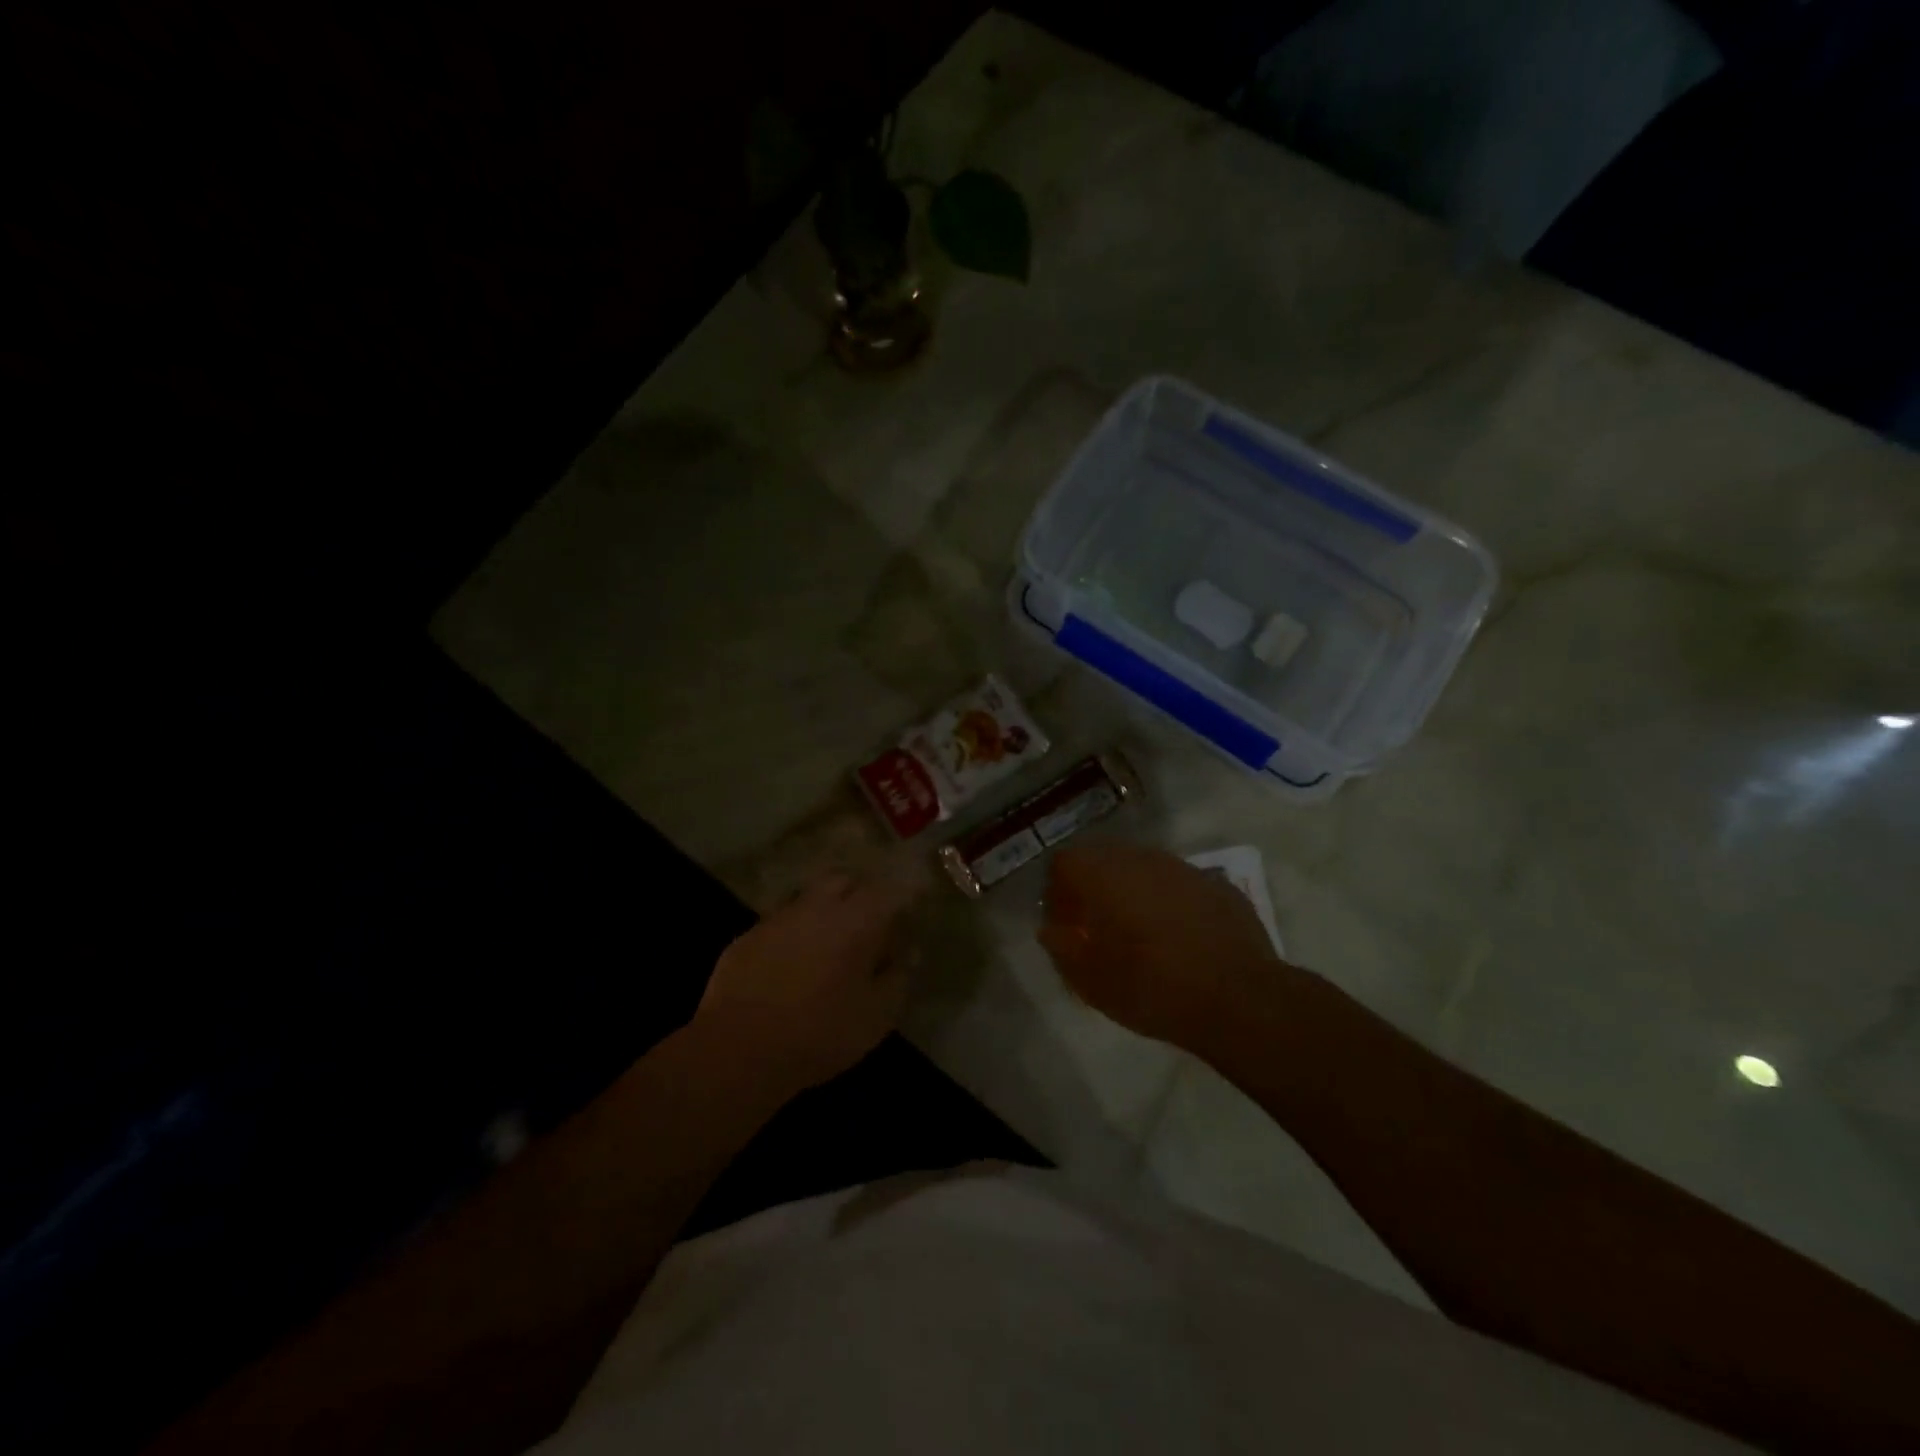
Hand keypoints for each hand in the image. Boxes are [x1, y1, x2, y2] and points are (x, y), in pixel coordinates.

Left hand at [694, 863, 925, 1099]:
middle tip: (870, 921)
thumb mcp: (877, 1016)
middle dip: (860, 892)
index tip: (911, 908)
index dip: (904, 895)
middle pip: (844, 879)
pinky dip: (794, 933)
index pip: (888, 890)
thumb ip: (897, 979)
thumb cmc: (820, 1033)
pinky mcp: (748, 936)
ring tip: (830, 941)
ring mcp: (778, 918)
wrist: (738, 1050)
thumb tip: (906, 955)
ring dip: (825, 910)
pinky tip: (793, 962)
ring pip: (809, 897)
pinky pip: (780, 922)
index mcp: (856, 921)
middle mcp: (817, 907)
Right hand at [1039, 843, 1283, 1051]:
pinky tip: (1180, 938)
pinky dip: (1169, 902)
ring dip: (1133, 891)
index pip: (1065, 861)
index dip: (1058, 891)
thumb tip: (1051, 931)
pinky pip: (1179, 885)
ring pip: (1144, 868)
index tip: (1065, 924)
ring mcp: (1184, 868)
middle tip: (1096, 927)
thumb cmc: (1152, 987)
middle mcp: (1142, 858)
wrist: (1239, 999)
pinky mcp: (1218, 885)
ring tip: (1139, 933)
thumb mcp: (1091, 981)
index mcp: (1104, 875)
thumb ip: (1062, 948)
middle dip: (1094, 887)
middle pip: (1104, 858)